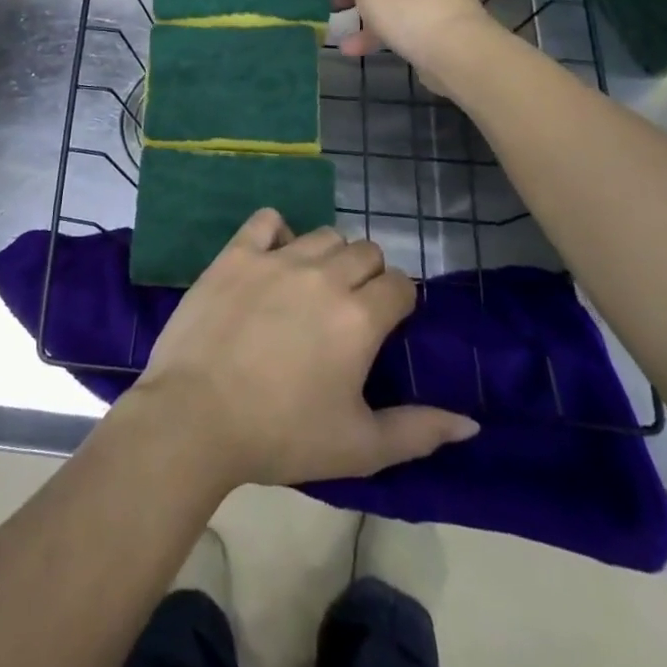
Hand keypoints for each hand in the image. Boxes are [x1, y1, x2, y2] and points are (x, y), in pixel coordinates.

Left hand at [130, 209, 477, 489]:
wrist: (196, 414)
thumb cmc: (282, 435)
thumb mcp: (360, 447)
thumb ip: (420, 431)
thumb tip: (470, 422)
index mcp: (360, 316)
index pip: (401, 284)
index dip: (400, 302)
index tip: (386, 325)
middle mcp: (324, 275)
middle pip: (365, 251)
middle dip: (368, 275)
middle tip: (349, 310)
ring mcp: (277, 258)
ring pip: (323, 234)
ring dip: (328, 255)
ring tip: (312, 287)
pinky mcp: (237, 252)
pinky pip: (267, 219)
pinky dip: (277, 232)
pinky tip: (273, 258)